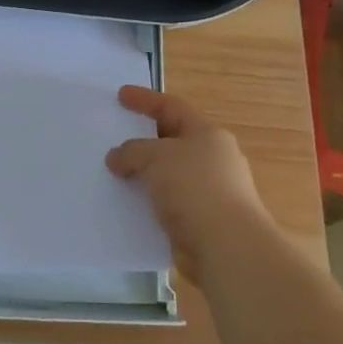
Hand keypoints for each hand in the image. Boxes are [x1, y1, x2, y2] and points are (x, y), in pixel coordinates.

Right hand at [105, 86, 272, 281]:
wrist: (227, 248)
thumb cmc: (195, 189)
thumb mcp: (156, 158)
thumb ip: (132, 151)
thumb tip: (117, 158)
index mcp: (208, 134)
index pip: (172, 107)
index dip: (145, 99)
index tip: (120, 95)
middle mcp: (213, 159)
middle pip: (172, 140)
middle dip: (144, 139)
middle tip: (115, 137)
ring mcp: (210, 192)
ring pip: (169, 174)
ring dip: (145, 174)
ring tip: (115, 174)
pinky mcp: (203, 222)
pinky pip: (169, 203)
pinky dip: (150, 201)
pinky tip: (129, 205)